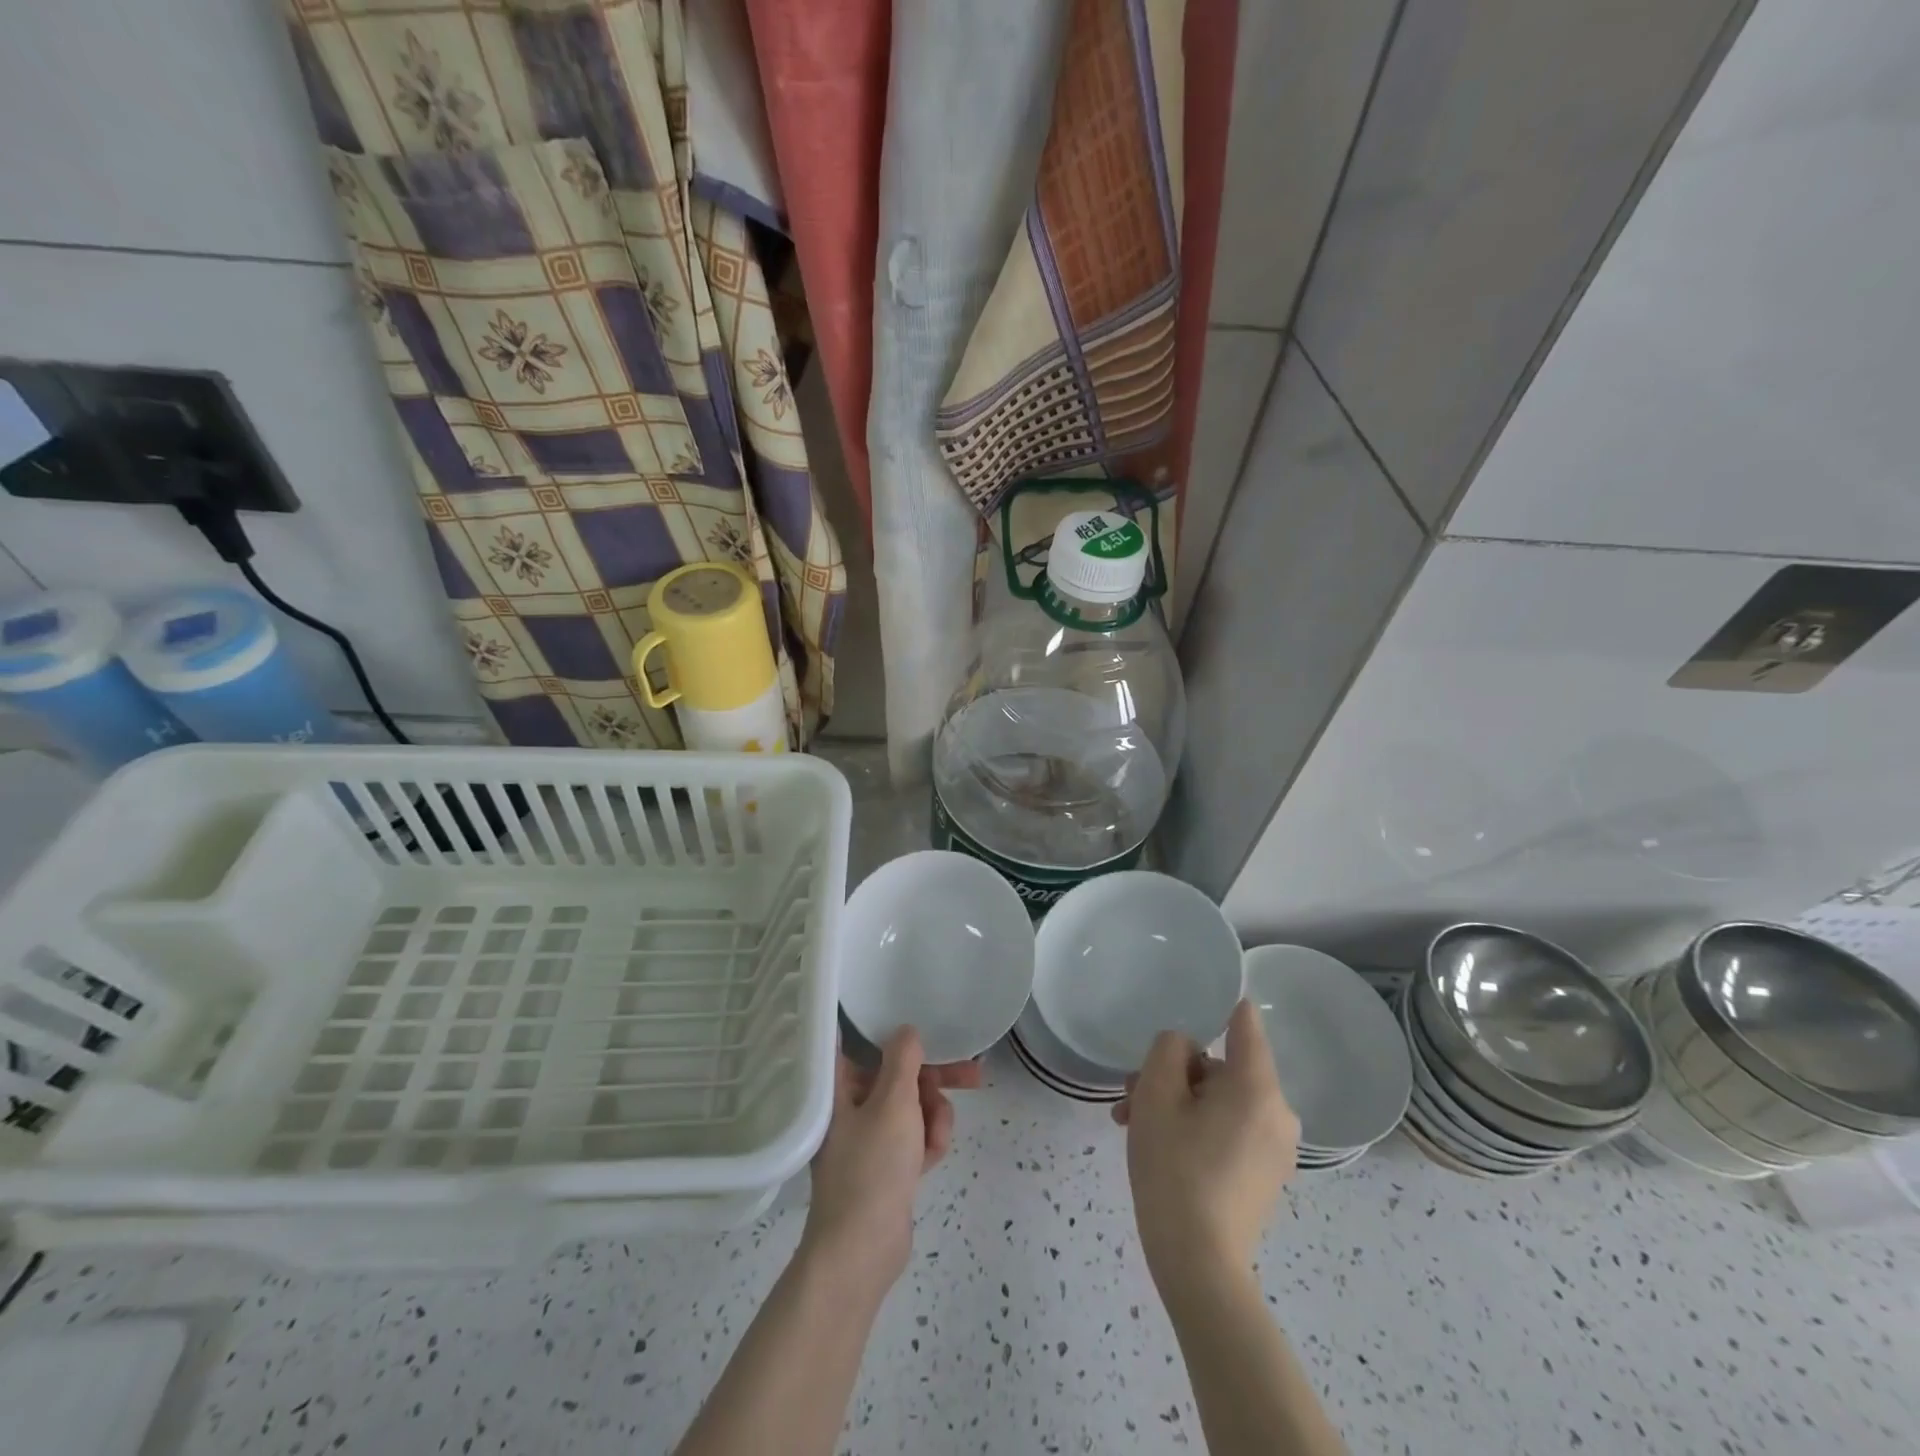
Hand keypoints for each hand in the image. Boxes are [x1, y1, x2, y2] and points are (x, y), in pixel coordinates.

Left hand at [801, 1028, 979, 1293]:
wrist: (862, 1251)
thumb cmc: (872, 1166)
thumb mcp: (893, 1102)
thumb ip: (903, 1060)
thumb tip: (906, 1030)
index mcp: (839, 1087)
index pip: (862, 1043)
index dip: (894, 1033)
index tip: (925, 1027)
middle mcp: (850, 1107)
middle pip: (898, 1076)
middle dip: (934, 1080)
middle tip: (972, 1075)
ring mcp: (868, 1138)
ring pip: (912, 1108)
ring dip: (933, 1117)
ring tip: (937, 1136)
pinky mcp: (885, 1166)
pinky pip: (914, 1138)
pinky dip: (927, 1143)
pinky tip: (932, 1158)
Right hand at [1113, 1000, 1298, 1288]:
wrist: (1198, 1266)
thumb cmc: (1175, 1169)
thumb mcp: (1156, 1094)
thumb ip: (1169, 1049)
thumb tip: (1185, 1048)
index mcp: (1257, 1087)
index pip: (1245, 1024)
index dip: (1221, 1006)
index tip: (1197, 997)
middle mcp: (1278, 1113)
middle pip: (1220, 1069)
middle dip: (1172, 1075)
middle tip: (1131, 1096)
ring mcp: (1275, 1149)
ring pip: (1218, 1101)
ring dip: (1176, 1104)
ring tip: (1132, 1125)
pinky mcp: (1265, 1175)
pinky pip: (1228, 1130)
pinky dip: (1195, 1128)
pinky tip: (1158, 1147)